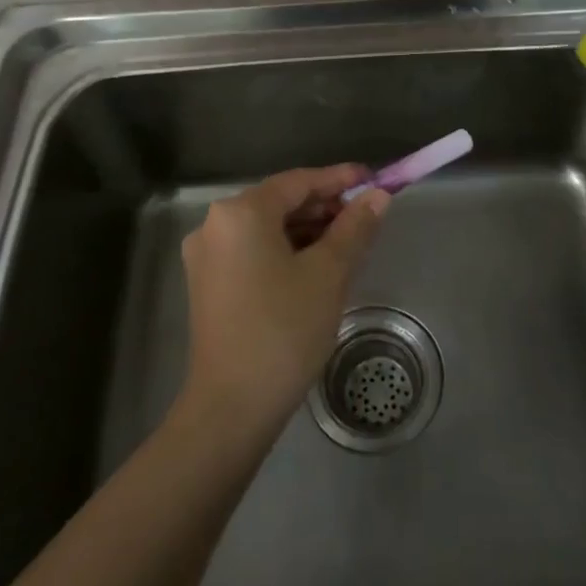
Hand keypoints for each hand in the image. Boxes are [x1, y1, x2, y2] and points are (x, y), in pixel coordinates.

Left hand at [179, 166, 390, 437]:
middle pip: (280, 202)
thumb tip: (378, 197)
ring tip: (349, 242)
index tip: (374, 179)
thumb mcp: (328, 274)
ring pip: (267, 229)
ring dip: (308, 231)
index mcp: (240, 213)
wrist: (232, 406)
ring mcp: (207, 257)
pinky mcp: (208, 285)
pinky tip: (317, 266)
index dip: (339, 179)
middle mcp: (215, 225)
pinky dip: (286, 252)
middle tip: (366, 217)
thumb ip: (354, 228)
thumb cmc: (284, 330)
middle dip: (325, 207)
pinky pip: (254, 252)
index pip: (298, 181)